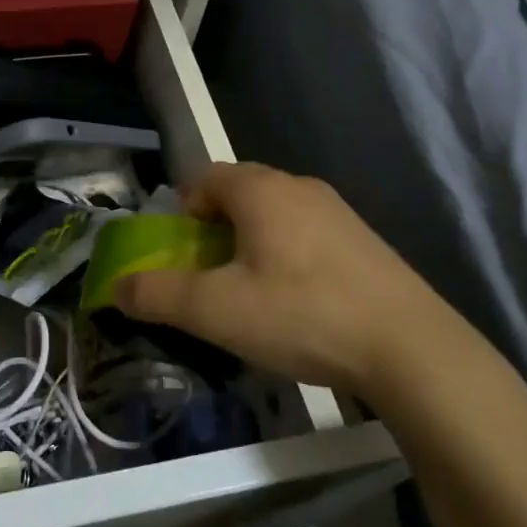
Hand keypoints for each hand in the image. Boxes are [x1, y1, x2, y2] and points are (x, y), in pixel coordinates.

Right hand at [112, 162, 472, 400]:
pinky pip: (307, 234)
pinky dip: (288, 256)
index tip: (180, 255)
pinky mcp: (365, 241)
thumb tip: (114, 287)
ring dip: (251, 243)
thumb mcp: (216, 311)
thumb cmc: (301, 315)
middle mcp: (299, 186)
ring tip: (251, 293)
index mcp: (260, 190)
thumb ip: (157, 295)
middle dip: (214, 229)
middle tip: (210, 276)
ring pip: (275, 214)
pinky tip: (299, 303)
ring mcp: (338, 212)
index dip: (181, 213)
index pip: (203, 179)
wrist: (411, 348)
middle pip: (238, 193)